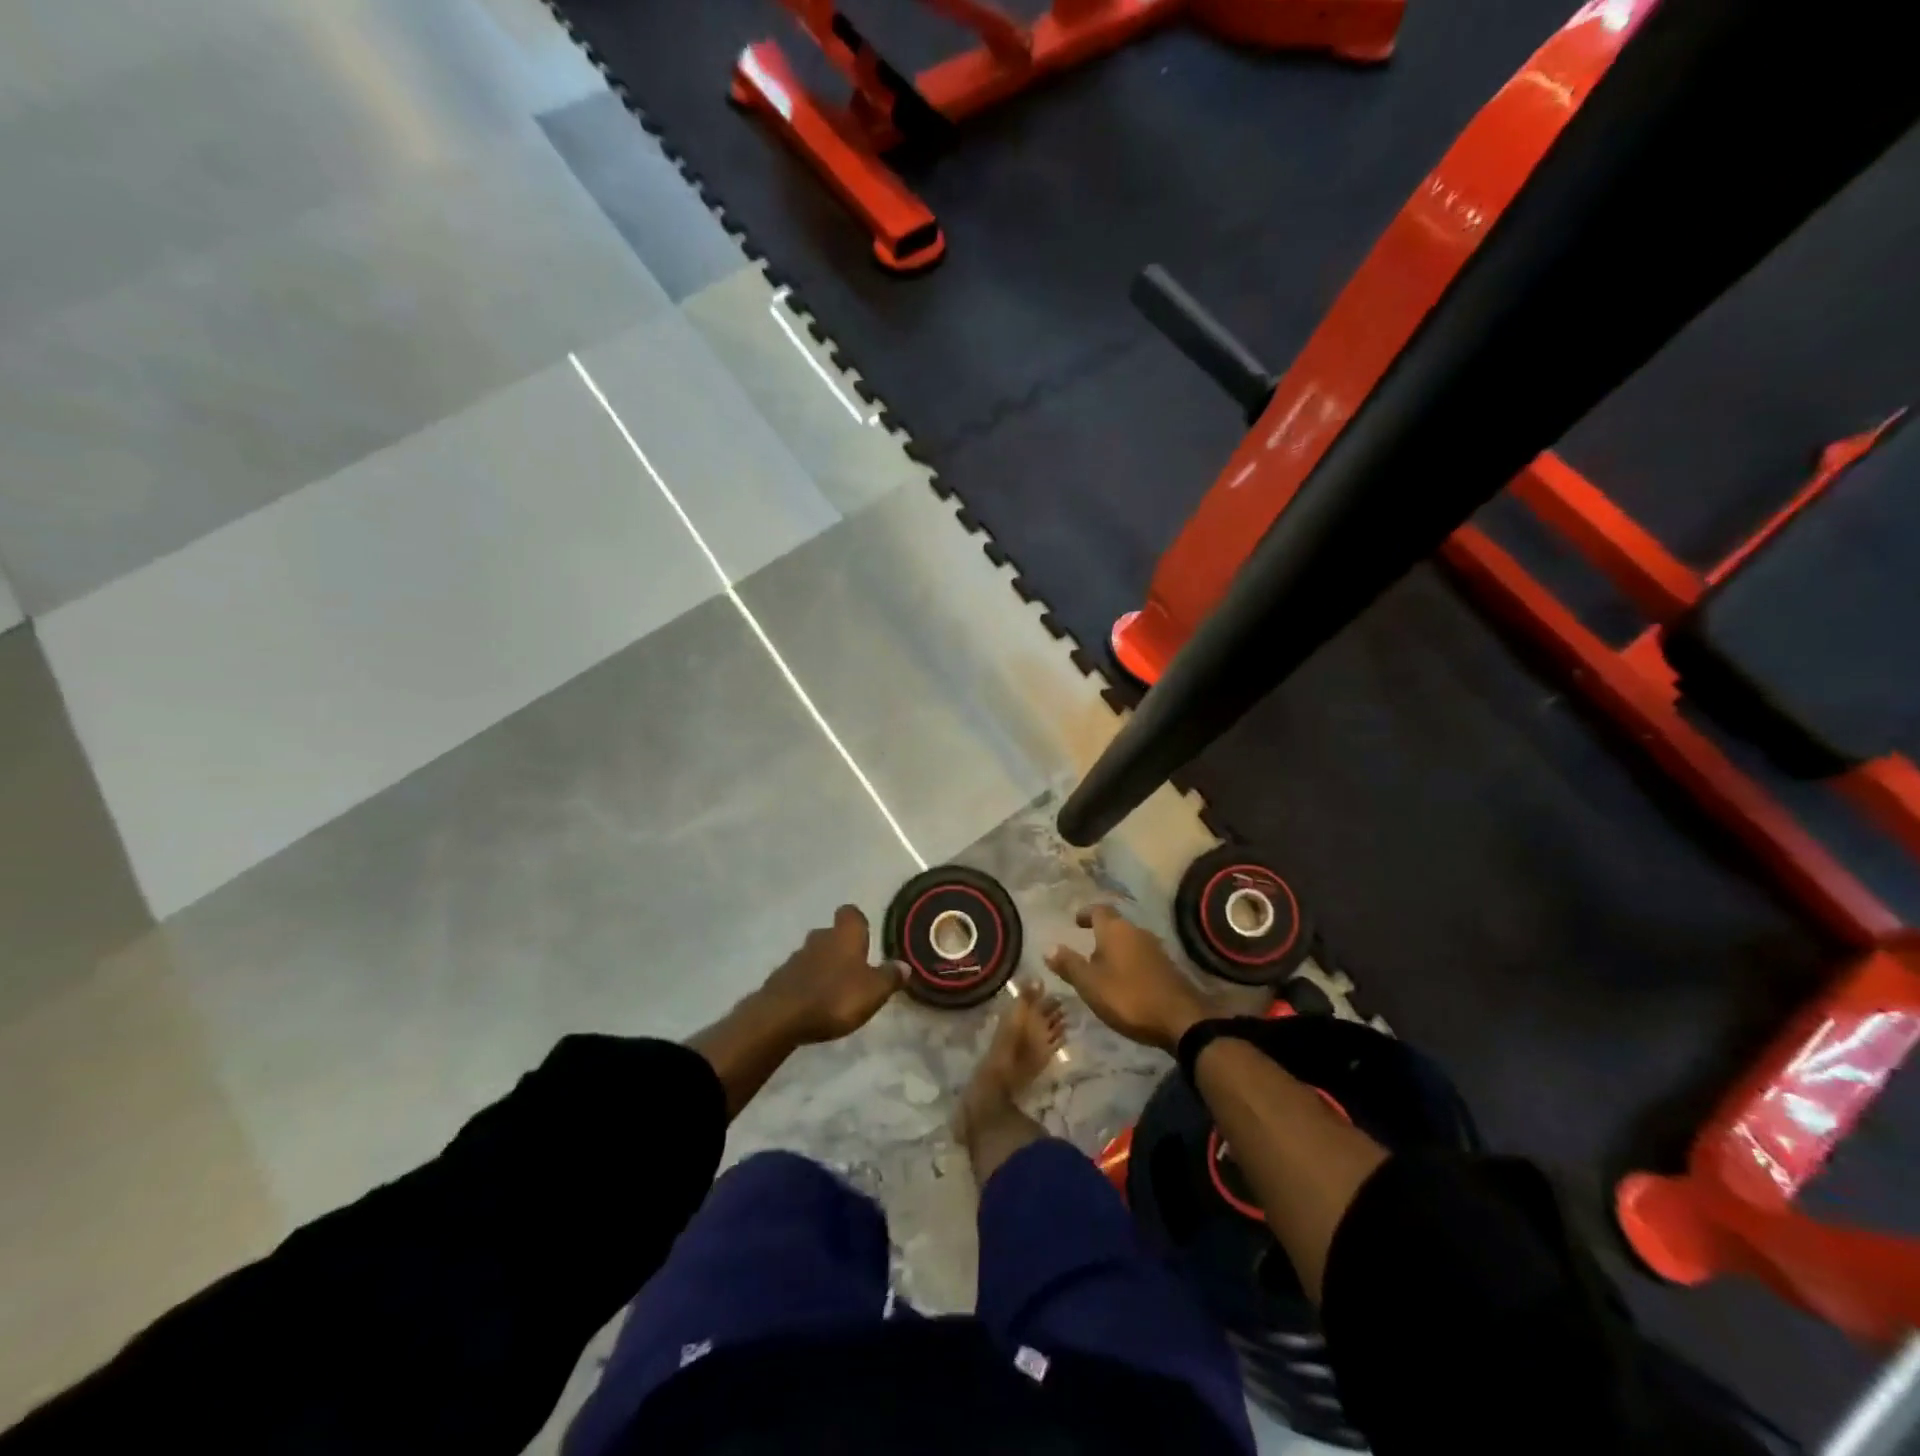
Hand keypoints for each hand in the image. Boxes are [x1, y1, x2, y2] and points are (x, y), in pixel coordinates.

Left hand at [755, 905, 906, 1045]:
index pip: (851, 914)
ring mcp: (796, 958)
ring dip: (824, 966)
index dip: (858, 922)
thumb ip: (890, 977)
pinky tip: (815, 1003)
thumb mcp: (873, 991)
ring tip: (836, 989)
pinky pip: (800, 975)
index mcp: (845, 935)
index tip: (866, 937)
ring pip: (815, 954)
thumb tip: (905, 965)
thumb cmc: (835, 998)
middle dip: (842, 947)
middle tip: (854, 967)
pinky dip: (808, 984)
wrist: (780, 1018)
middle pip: (832, 934)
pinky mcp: (780, 979)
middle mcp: (820, 939)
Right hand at [1045, 905, 1215, 1052]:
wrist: (1181, 1019)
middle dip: (1100, 935)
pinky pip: (1141, 957)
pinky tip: (1124, 981)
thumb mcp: (1090, 984)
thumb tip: (1049, 948)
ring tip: (1102, 968)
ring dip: (1116, 950)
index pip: (1098, 910)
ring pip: (1130, 941)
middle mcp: (1137, 932)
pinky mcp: (1167, 967)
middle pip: (1115, 925)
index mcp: (1115, 930)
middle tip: (1086, 948)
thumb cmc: (1128, 997)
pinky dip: (1129, 963)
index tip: (1076, 921)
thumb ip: (1069, 965)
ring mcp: (1156, 949)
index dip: (1086, 914)